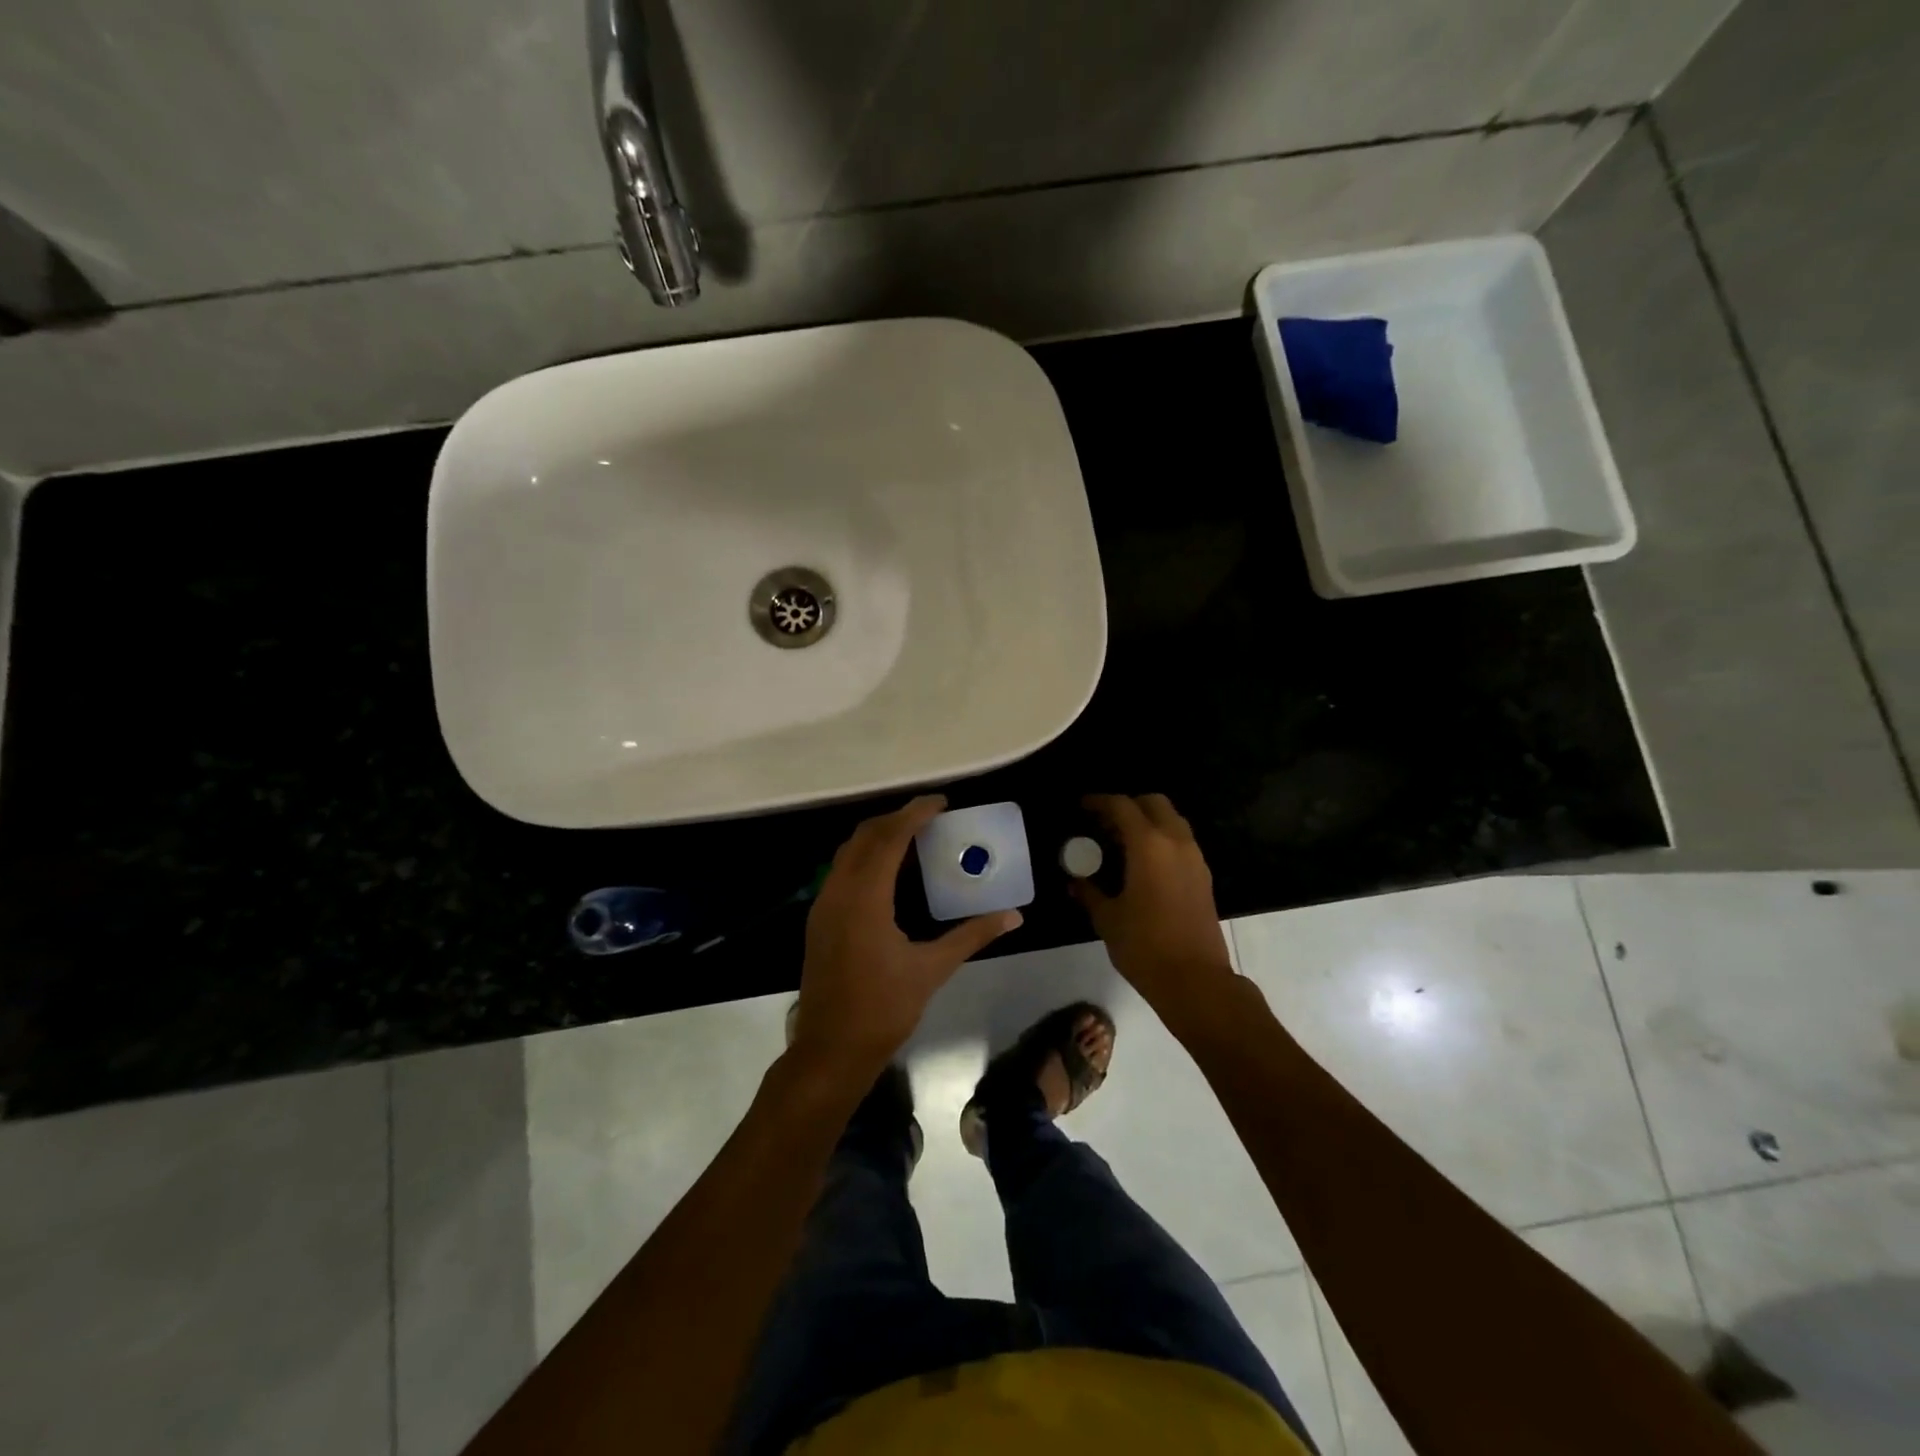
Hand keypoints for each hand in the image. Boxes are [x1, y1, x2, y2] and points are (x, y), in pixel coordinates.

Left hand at [790, 795, 1021, 1081]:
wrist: (830, 1050)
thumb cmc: (883, 1009)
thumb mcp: (932, 969)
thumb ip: (971, 935)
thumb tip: (1014, 916)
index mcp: (864, 899)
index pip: (889, 839)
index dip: (914, 814)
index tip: (941, 802)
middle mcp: (838, 892)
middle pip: (864, 836)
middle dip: (896, 819)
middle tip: (931, 817)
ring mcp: (823, 905)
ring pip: (849, 852)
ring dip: (879, 837)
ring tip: (915, 837)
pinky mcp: (819, 919)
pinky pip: (842, 871)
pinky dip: (867, 858)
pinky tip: (891, 872)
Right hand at [1072, 794, 1237, 1022]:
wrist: (1196, 980)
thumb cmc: (1145, 946)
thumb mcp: (1108, 919)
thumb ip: (1090, 893)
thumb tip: (1075, 882)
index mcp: (1149, 845)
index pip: (1122, 806)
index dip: (1100, 802)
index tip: (1083, 807)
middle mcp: (1176, 842)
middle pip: (1154, 803)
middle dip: (1128, 806)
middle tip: (1104, 823)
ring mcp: (1194, 858)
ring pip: (1171, 821)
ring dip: (1147, 822)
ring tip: (1120, 842)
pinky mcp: (1203, 876)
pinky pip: (1181, 842)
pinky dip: (1161, 840)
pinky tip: (1142, 864)